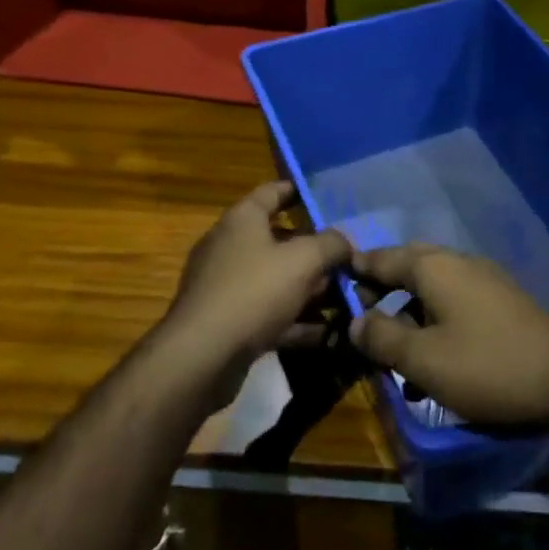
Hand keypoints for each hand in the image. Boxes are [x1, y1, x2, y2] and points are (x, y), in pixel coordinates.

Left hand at [156, 181, 351, 401]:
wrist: (201, 358)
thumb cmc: (254, 291)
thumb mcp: (304, 260)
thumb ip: (331, 245)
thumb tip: (344, 241)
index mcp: (242, 220)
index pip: (273, 192)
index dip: (299, 191)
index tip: (325, 196)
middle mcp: (230, 247)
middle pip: (279, 240)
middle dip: (314, 250)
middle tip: (347, 258)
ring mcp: (226, 288)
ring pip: (276, 281)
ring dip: (310, 290)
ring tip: (345, 299)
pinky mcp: (227, 325)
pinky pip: (269, 315)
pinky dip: (296, 321)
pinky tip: (327, 334)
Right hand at [347, 244, 548, 429]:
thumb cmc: (486, 365)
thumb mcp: (423, 360)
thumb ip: (383, 339)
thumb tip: (356, 321)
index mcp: (434, 267)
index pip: (383, 258)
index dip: (357, 271)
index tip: (334, 283)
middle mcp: (457, 263)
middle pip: (408, 269)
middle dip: (383, 293)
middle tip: (362, 320)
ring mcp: (483, 280)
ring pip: (432, 290)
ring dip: (409, 317)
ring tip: (395, 356)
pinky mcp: (501, 303)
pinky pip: (455, 305)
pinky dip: (436, 325)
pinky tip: (434, 365)